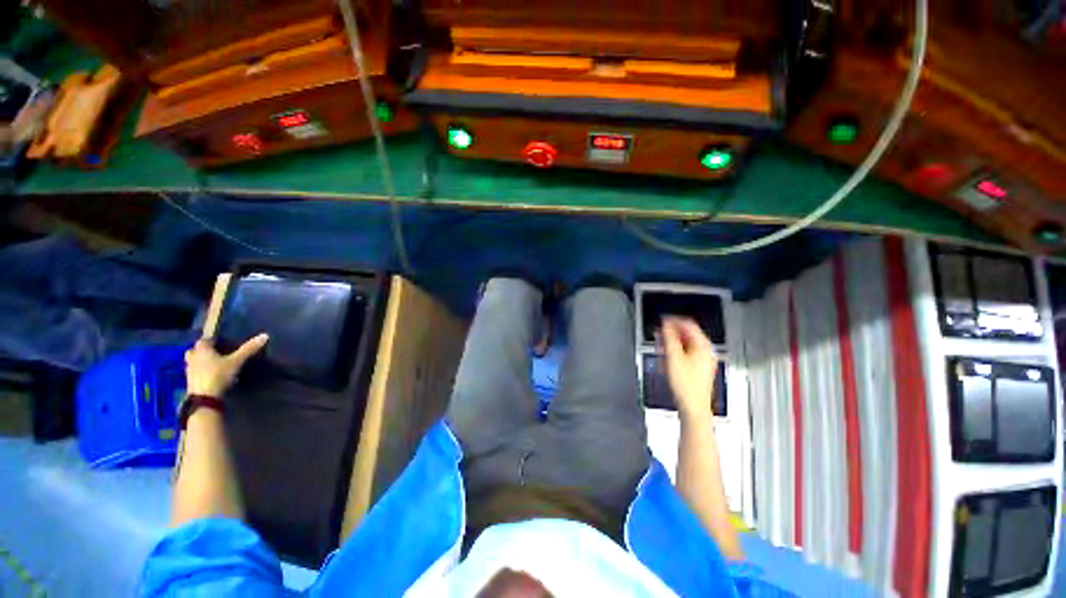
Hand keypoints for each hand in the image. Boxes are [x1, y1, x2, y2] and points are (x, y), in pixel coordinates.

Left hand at [184, 334, 268, 397]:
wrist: (205, 398)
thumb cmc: (219, 375)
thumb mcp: (237, 361)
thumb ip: (248, 349)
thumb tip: (264, 335)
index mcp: (202, 350)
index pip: (204, 340)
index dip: (212, 339)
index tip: (221, 341)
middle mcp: (193, 358)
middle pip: (195, 350)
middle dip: (202, 350)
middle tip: (215, 352)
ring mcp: (189, 370)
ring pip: (193, 362)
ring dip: (200, 361)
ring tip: (214, 364)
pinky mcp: (190, 382)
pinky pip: (195, 372)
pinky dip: (201, 372)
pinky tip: (211, 375)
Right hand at [661, 317, 717, 419]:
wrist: (693, 406)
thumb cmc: (686, 385)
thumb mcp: (673, 357)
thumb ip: (668, 338)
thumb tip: (665, 324)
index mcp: (703, 346)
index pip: (688, 324)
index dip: (673, 320)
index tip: (662, 319)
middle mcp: (706, 351)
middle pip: (688, 334)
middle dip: (672, 331)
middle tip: (659, 331)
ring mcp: (703, 360)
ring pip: (686, 343)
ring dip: (672, 341)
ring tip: (660, 343)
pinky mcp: (698, 368)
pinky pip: (687, 353)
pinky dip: (676, 350)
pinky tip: (667, 355)